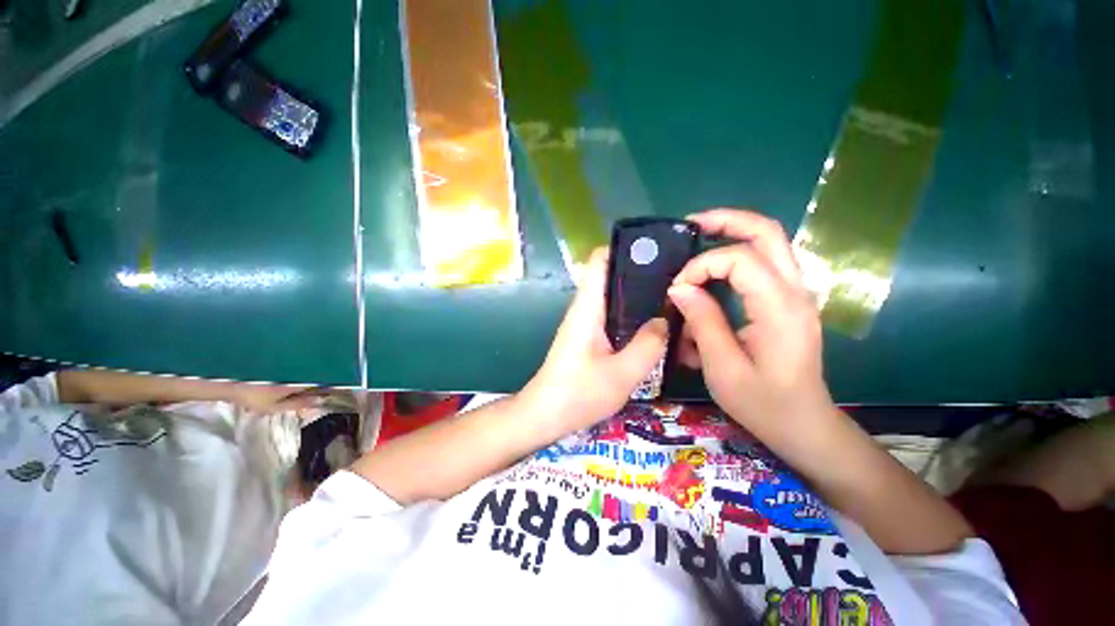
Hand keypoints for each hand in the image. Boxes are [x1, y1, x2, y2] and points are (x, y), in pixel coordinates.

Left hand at [520, 248, 668, 436]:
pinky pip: (614, 314)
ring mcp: (586, 321)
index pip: (600, 259)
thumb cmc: (578, 393)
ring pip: (615, 296)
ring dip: (639, 293)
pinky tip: (654, 324)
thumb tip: (665, 320)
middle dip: (641, 271)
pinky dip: (633, 313)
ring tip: (673, 297)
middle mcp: (585, 307)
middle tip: (677, 277)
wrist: (545, 414)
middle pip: (611, 275)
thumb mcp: (621, 374)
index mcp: (588, 307)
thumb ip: (648, 345)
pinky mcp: (589, 335)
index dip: (625, 249)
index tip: (657, 251)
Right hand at [667, 209, 837, 443]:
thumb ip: (702, 322)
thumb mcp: (723, 368)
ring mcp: (795, 294)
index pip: (739, 260)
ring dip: (732, 233)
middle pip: (767, 232)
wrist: (803, 424)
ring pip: (769, 242)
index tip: (677, 289)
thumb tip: (680, 288)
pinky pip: (763, 263)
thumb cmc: (763, 403)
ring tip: (698, 236)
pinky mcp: (787, 301)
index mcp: (780, 308)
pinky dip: (736, 256)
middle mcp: (795, 291)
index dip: (701, 266)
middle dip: (727, 221)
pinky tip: (713, 270)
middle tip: (691, 224)